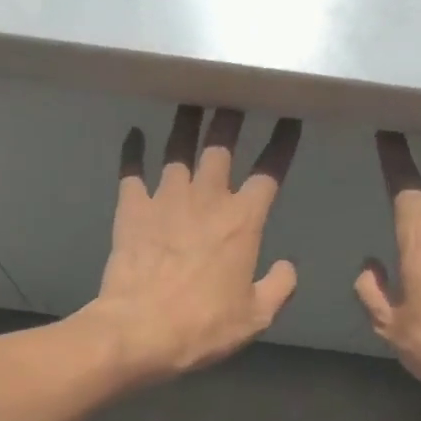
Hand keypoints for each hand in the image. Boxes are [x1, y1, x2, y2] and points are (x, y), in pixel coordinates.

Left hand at [85, 105, 301, 381]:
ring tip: (191, 98)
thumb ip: (278, 288)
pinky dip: (133, 151)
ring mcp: (165, 199)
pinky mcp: (131, 209)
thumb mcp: (255, 317)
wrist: (140, 331)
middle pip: (221, 145)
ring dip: (187, 122)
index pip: (270, 171)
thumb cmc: (203, 326)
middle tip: (234, 90)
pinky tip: (134, 134)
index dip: (282, 143)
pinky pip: (131, 170)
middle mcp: (207, 199)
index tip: (289, 119)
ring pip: (178, 147)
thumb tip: (287, 267)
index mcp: (243, 221)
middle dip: (231, 115)